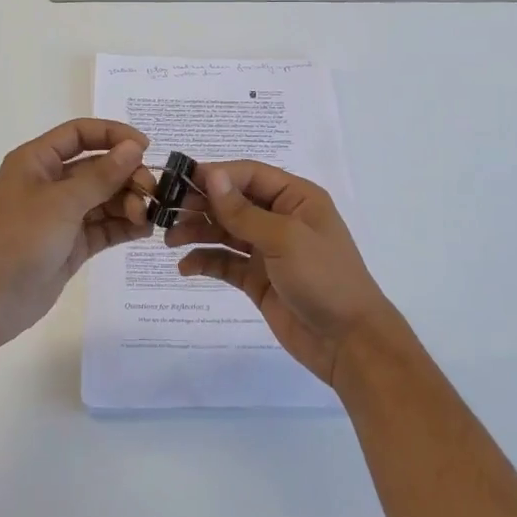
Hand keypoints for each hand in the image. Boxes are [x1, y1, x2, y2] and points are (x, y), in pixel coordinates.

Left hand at [0, 119, 155, 349]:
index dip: (113, 135)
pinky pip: (103, 228)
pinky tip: (144, 230)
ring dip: (128, 202)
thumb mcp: (62, 202)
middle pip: (97, 167)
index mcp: (37, 161)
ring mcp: (61, 216)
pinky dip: (124, 227)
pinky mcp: (70, 245)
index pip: (80, 134)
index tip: (145, 147)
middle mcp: (50, 183)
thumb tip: (134, 147)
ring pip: (104, 199)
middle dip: (126, 176)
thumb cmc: (17, 238)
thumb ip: (102, 175)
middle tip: (151, 192)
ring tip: (147, 216)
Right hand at [167, 162, 398, 386]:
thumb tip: (212, 175)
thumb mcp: (284, 238)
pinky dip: (205, 261)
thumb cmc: (323, 278)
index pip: (249, 174)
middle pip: (233, 201)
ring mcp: (269, 250)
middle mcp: (281, 218)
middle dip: (201, 204)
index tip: (180, 180)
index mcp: (296, 198)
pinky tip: (185, 267)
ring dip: (198, 231)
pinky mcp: (259, 279)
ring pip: (225, 231)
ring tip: (169, 240)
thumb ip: (243, 210)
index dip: (216, 175)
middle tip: (166, 212)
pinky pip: (226, 262)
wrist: (349, 342)